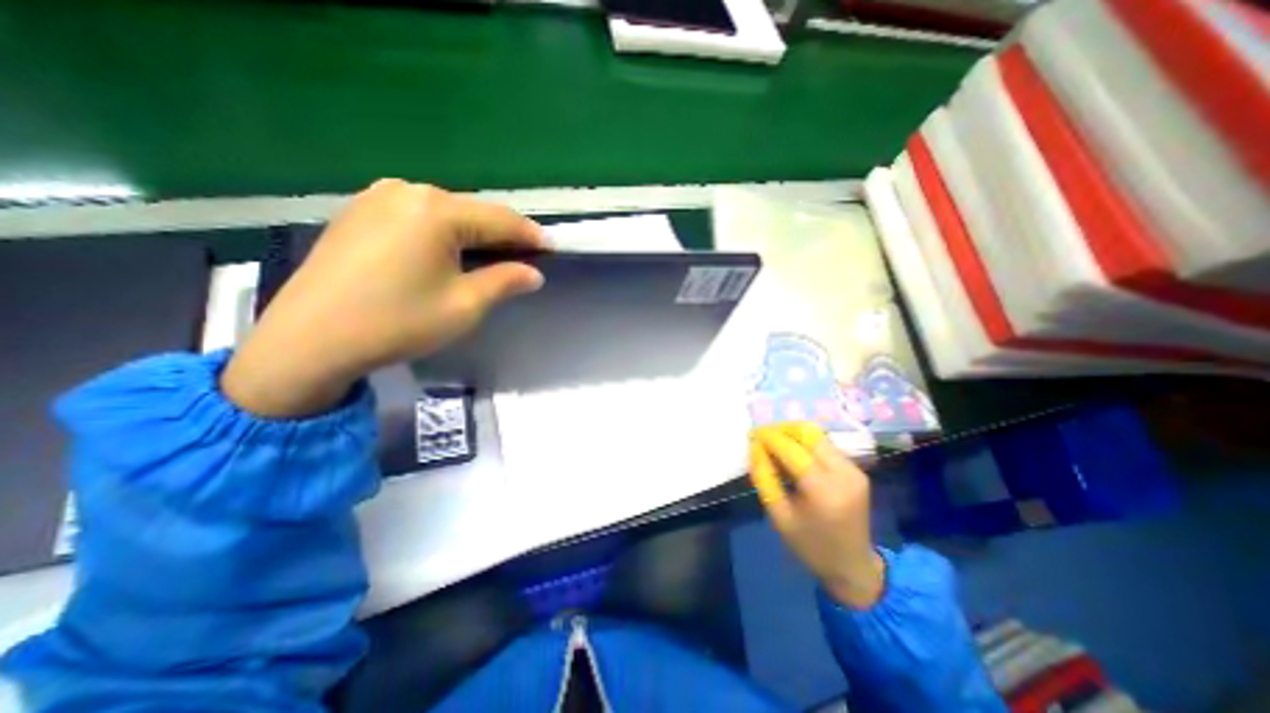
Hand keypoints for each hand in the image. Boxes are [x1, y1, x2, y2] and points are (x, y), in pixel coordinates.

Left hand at [219, 179, 544, 418]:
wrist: (309, 340)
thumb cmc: (398, 322)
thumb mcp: (465, 306)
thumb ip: (505, 282)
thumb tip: (533, 274)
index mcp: (437, 211)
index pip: (501, 219)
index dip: (530, 235)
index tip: (553, 247)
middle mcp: (408, 191)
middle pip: (472, 212)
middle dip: (502, 234)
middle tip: (524, 257)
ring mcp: (377, 197)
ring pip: (445, 212)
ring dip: (473, 233)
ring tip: (490, 258)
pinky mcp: (358, 212)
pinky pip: (417, 216)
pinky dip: (442, 232)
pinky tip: (447, 253)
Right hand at [746, 424, 885, 607]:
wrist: (853, 567)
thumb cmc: (810, 545)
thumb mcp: (779, 516)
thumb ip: (764, 477)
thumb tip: (755, 448)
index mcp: (823, 490)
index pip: (792, 449)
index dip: (770, 437)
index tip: (751, 433)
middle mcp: (843, 474)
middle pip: (809, 434)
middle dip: (782, 429)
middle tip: (762, 436)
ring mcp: (854, 470)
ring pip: (818, 436)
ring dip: (793, 434)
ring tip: (774, 443)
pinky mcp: (857, 470)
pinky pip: (826, 446)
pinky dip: (805, 443)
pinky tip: (792, 453)